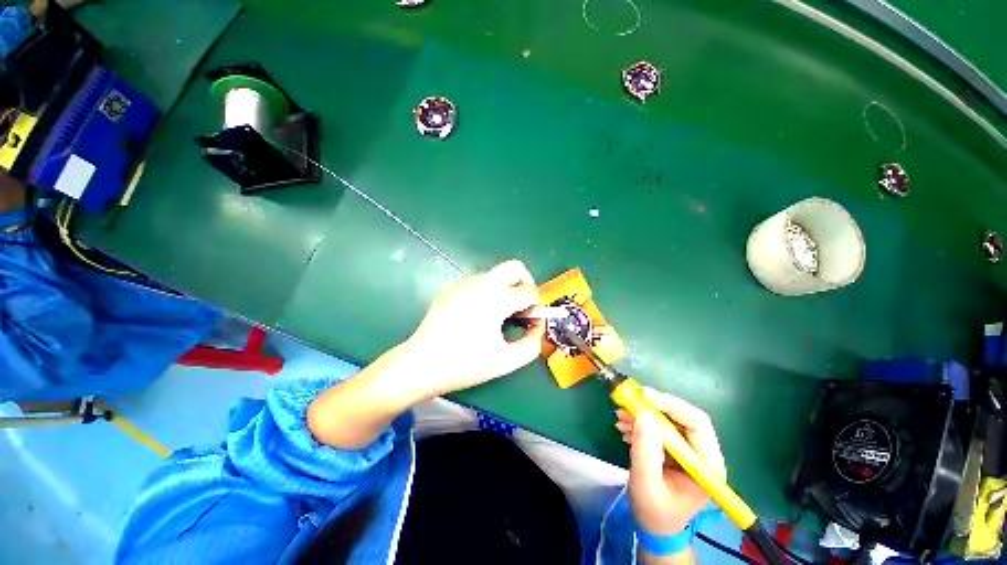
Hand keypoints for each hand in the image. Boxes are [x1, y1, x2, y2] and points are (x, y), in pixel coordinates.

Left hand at [402, 259, 544, 397]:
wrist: (421, 364)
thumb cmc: (464, 363)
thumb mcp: (505, 361)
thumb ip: (531, 346)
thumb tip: (536, 331)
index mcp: (497, 298)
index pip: (529, 293)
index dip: (536, 309)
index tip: (531, 326)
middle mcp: (481, 283)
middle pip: (514, 267)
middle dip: (525, 283)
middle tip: (522, 307)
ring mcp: (463, 284)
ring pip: (495, 275)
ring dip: (505, 290)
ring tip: (499, 317)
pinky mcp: (451, 289)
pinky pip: (477, 283)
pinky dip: (487, 294)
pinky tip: (478, 316)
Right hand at [615, 388, 726, 536]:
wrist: (654, 526)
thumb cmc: (655, 512)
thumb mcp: (646, 483)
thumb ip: (645, 450)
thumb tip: (643, 414)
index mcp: (708, 465)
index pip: (697, 423)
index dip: (670, 405)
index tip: (643, 396)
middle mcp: (703, 453)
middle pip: (683, 416)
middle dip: (653, 407)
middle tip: (627, 402)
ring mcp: (689, 450)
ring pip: (669, 418)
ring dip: (643, 413)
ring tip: (620, 418)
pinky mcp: (676, 448)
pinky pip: (660, 425)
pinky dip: (641, 421)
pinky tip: (625, 428)